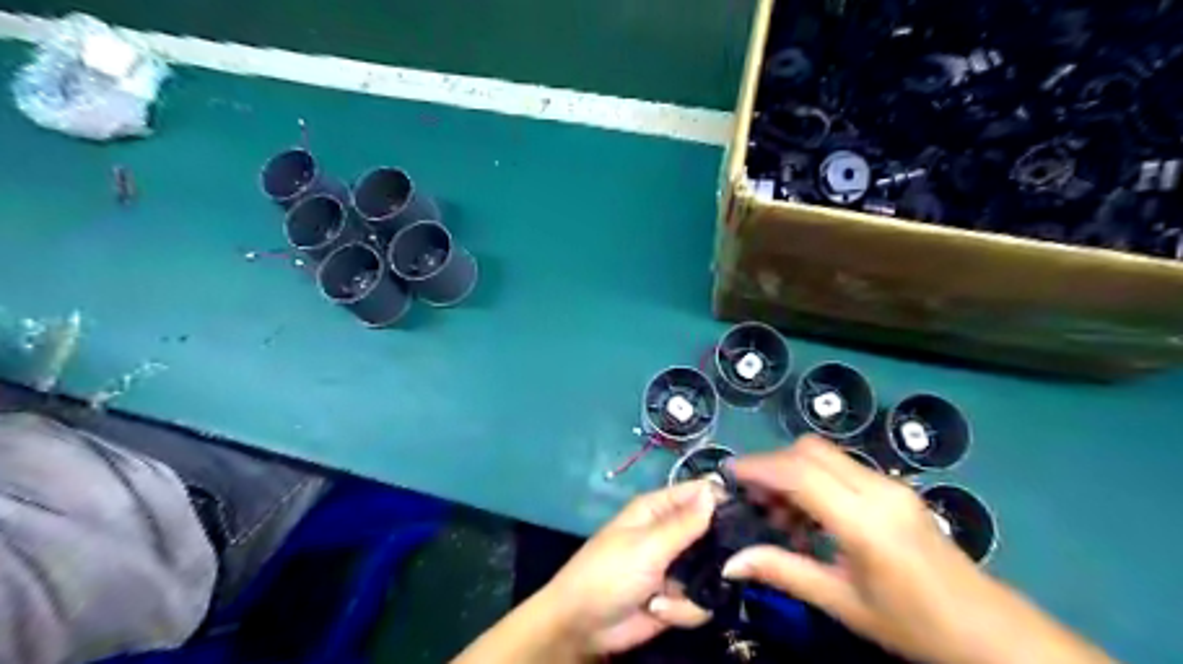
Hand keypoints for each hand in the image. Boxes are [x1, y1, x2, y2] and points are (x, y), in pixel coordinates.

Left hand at [540, 481, 720, 655]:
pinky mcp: (678, 598)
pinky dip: (682, 610)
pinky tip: (658, 611)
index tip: (748, 514)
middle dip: (718, 553)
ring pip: (713, 571)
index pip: (698, 493)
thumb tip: (714, 489)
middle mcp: (671, 533)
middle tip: (725, 566)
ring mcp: (676, 567)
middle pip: (713, 533)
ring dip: (695, 589)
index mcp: (658, 509)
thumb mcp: (647, 546)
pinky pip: (701, 601)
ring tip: (669, 594)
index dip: (722, 499)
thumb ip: (684, 523)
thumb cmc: (609, 573)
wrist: (583, 626)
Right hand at [721, 437, 1121, 663]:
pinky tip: (810, 516)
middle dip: (772, 465)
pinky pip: (843, 469)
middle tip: (751, 498)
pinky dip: (814, 479)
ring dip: (793, 471)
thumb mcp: (843, 603)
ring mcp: (891, 485)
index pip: (800, 474)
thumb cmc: (915, 625)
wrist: (992, 633)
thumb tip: (730, 562)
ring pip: (826, 455)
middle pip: (810, 451)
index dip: (759, 468)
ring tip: (779, 514)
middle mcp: (878, 490)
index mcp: (865, 522)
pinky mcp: (896, 489)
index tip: (728, 475)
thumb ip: (783, 572)